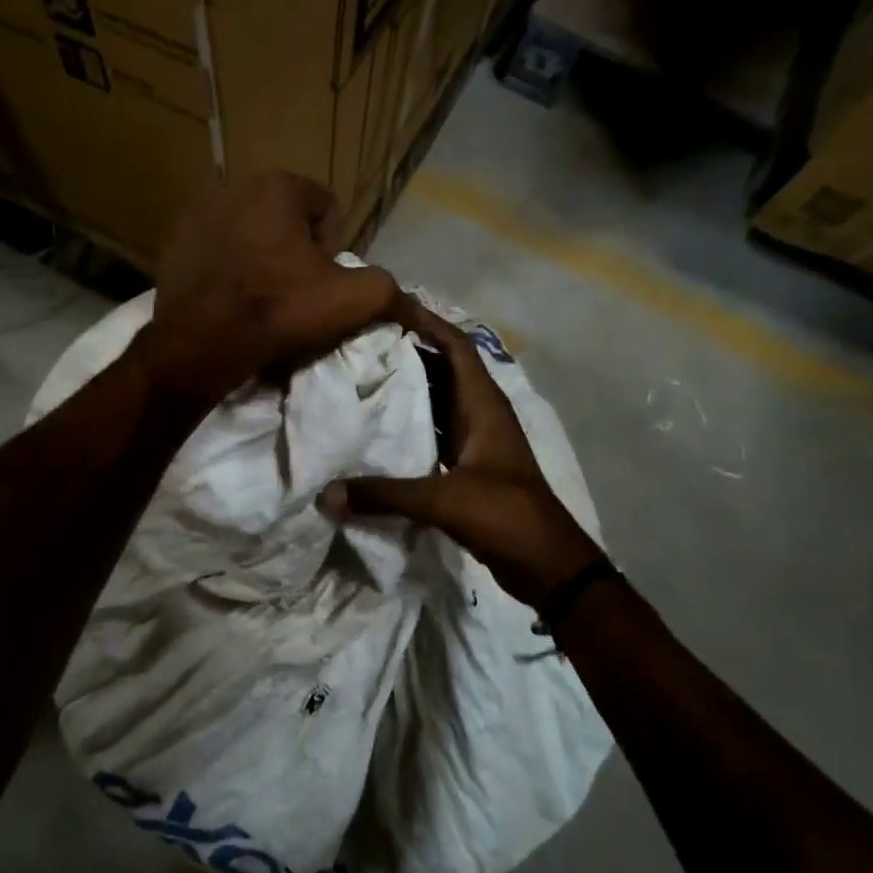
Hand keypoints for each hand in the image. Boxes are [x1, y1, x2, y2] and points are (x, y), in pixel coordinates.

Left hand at [135, 172, 408, 402]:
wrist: (203, 343)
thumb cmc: (280, 310)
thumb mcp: (352, 300)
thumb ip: (389, 289)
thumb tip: (411, 303)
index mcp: (278, 185)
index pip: (326, 208)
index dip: (333, 248)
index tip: (322, 283)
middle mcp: (233, 184)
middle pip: (284, 219)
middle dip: (294, 251)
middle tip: (293, 293)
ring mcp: (196, 213)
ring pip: (248, 233)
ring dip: (260, 258)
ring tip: (260, 299)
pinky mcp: (172, 243)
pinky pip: (214, 251)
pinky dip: (226, 268)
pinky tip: (229, 299)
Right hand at [321, 301, 604, 606]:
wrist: (546, 565)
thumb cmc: (504, 515)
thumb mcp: (442, 500)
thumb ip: (384, 495)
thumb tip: (325, 496)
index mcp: (484, 406)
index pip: (456, 347)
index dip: (426, 322)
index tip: (384, 308)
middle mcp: (480, 416)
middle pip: (441, 371)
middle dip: (404, 355)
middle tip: (356, 345)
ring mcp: (475, 444)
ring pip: (435, 405)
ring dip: (404, 393)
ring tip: (358, 381)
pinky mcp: (467, 470)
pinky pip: (431, 438)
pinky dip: (407, 431)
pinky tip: (375, 435)